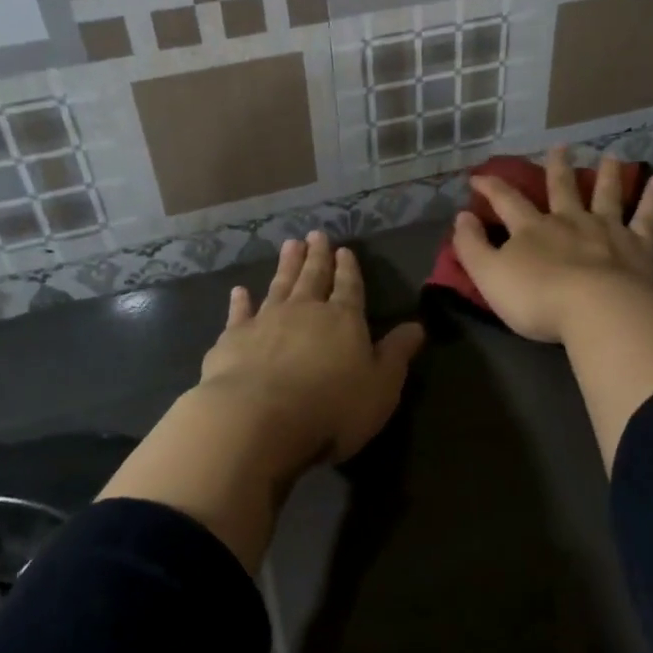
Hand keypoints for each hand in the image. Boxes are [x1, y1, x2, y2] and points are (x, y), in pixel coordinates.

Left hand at [198, 231, 425, 467]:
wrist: (258, 418)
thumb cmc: (331, 407)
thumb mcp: (381, 386)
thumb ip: (397, 353)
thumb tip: (418, 326)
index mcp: (344, 319)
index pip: (349, 287)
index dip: (348, 269)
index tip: (345, 249)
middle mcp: (305, 310)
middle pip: (313, 277)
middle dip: (317, 256)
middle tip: (316, 234)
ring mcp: (266, 321)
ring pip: (280, 285)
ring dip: (286, 265)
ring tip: (290, 245)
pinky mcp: (234, 338)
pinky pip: (239, 313)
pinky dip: (240, 301)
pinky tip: (238, 290)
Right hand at [452, 147, 652, 344]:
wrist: (596, 311)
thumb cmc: (537, 298)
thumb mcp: (489, 276)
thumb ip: (472, 247)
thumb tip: (461, 216)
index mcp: (532, 229)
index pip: (506, 201)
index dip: (490, 187)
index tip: (478, 176)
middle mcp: (569, 221)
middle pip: (562, 188)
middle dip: (557, 168)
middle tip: (560, 146)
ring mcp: (606, 231)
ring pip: (605, 195)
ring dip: (607, 174)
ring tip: (610, 155)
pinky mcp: (637, 247)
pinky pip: (646, 218)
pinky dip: (652, 199)